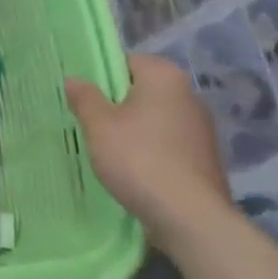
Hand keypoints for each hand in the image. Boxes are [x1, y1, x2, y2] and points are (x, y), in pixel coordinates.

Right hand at [66, 55, 236, 254]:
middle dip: (116, 104)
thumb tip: (73, 79)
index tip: (82, 98)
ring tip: (107, 150)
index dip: (100, 76)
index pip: (126, 61)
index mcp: (164, 77)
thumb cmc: (138, 159)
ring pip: (154, 119)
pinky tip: (133, 170)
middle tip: (89, 124)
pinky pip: (167, 143)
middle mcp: (189, 95)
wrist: (190, 217)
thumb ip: (84, 98)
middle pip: (141, 90)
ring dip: (133, 130)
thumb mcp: (99, 125)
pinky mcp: (204, 157)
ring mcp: (201, 128)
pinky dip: (150, 151)